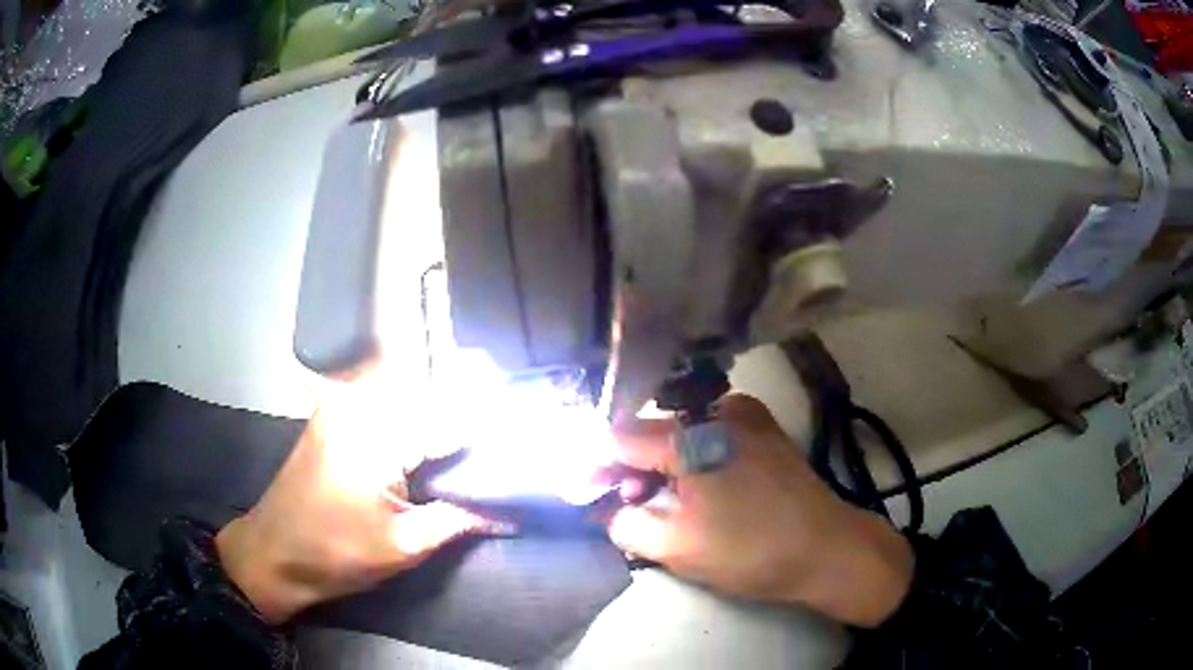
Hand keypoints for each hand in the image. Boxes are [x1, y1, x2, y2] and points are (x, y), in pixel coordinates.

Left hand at [216, 373, 488, 622]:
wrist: (273, 553)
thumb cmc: (335, 554)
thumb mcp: (403, 546)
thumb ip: (458, 520)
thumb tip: (508, 514)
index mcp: (375, 434)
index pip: (449, 420)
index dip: (487, 435)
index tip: (520, 445)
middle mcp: (356, 402)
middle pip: (429, 396)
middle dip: (466, 417)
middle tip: (503, 442)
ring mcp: (340, 402)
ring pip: (406, 394)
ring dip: (439, 414)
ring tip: (471, 442)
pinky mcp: (332, 412)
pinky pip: (383, 402)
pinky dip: (411, 417)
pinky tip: (431, 440)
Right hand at [607, 394, 913, 626]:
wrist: (827, 549)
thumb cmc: (751, 551)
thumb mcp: (677, 548)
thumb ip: (627, 524)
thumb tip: (609, 508)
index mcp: (691, 436)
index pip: (620, 438)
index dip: (595, 464)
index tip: (581, 490)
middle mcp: (716, 411)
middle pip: (652, 431)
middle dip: (628, 467)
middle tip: (619, 503)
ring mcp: (746, 415)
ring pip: (681, 431)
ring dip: (659, 462)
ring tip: (655, 500)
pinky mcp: (764, 429)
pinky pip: (711, 432)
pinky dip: (691, 455)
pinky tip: (693, 485)